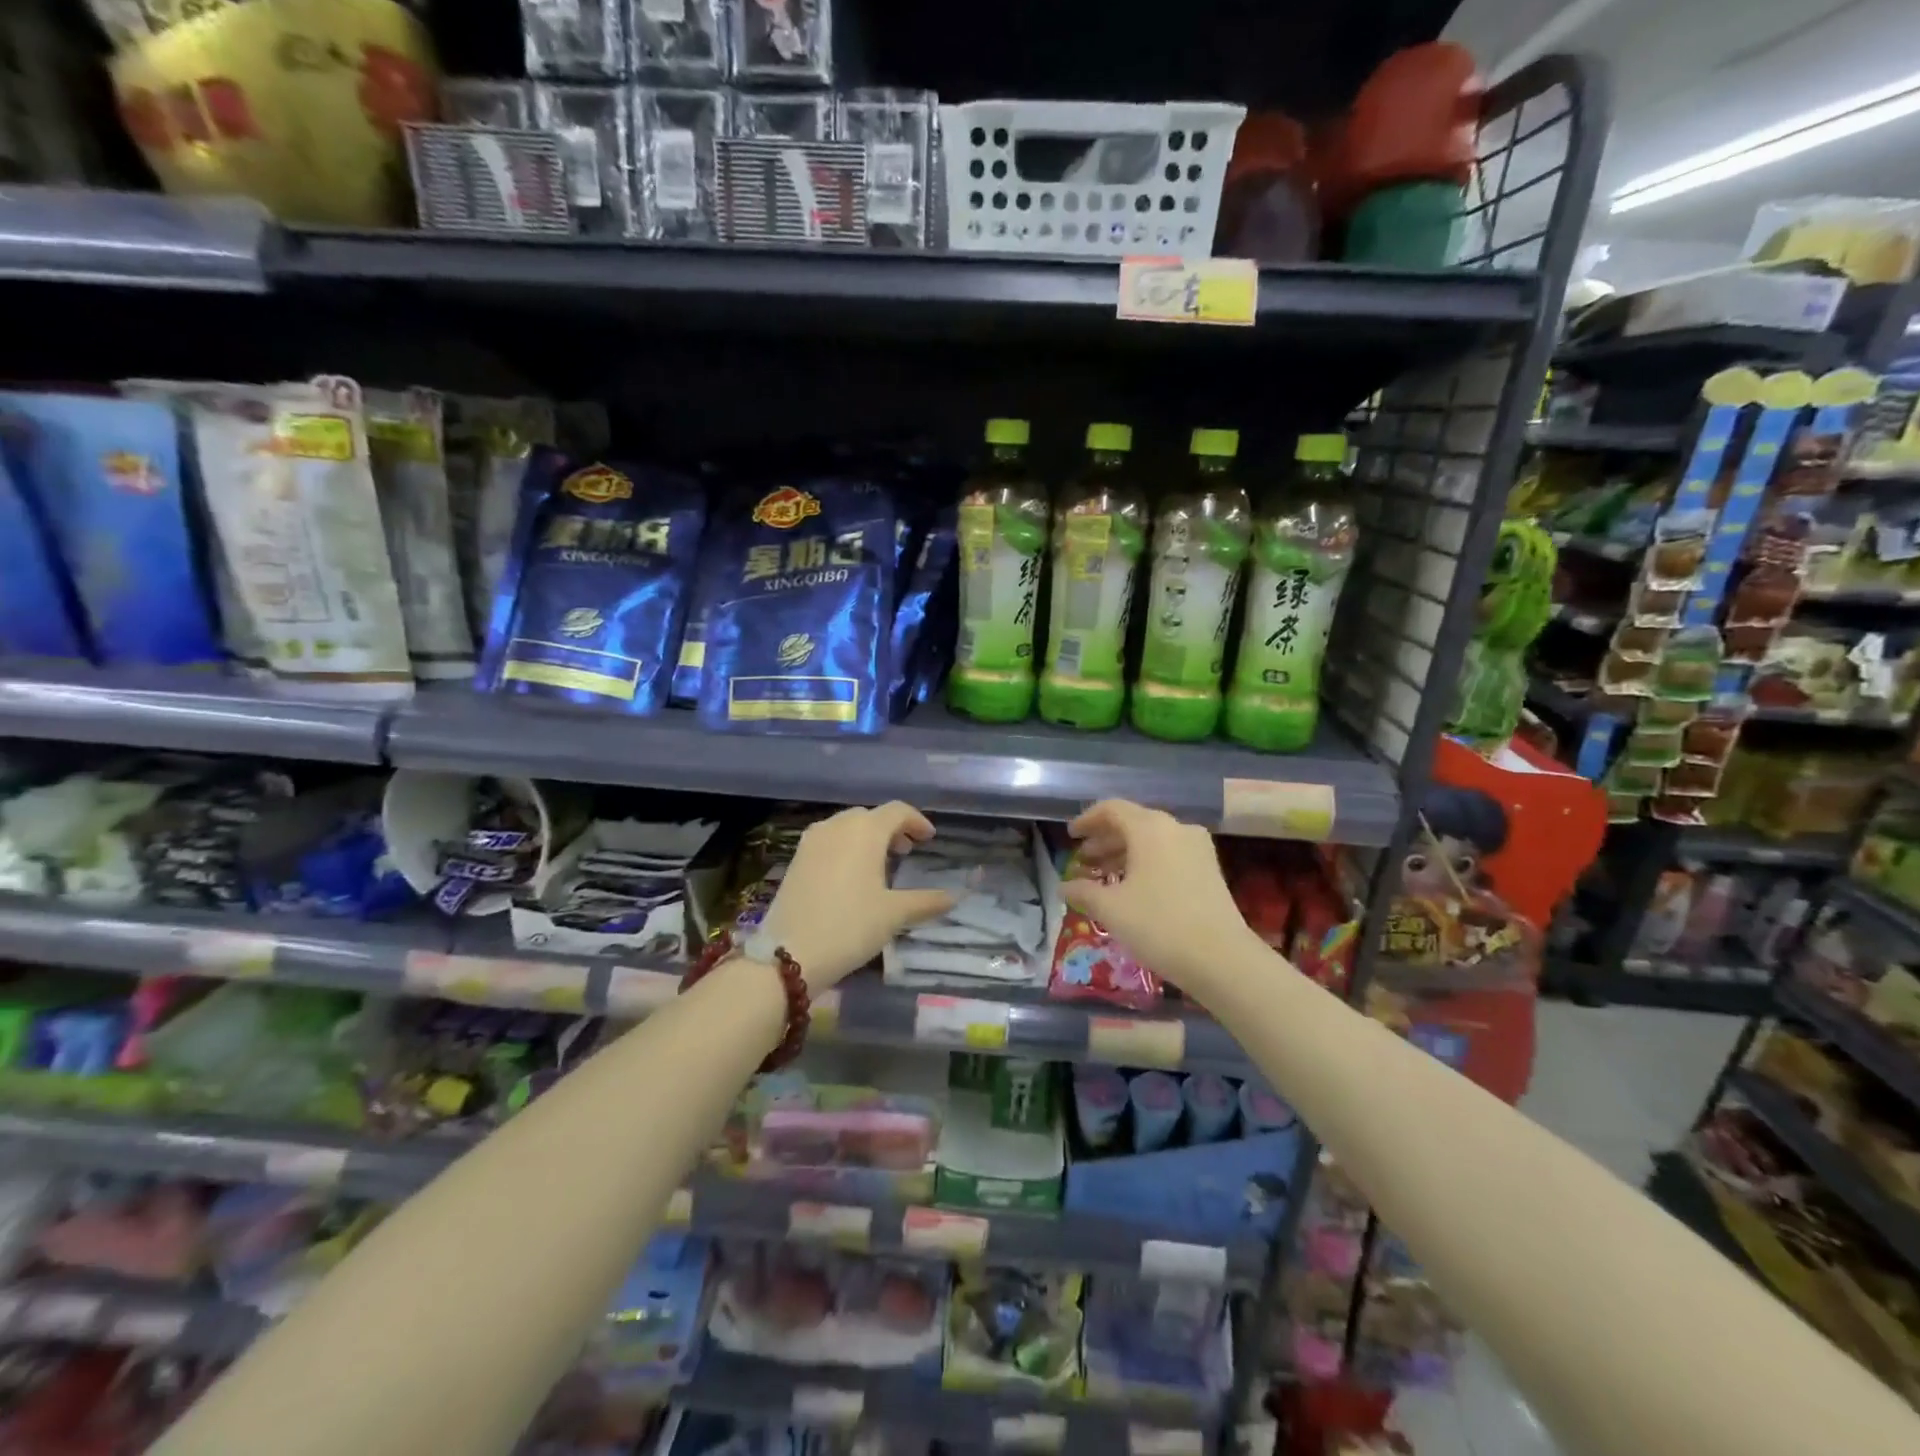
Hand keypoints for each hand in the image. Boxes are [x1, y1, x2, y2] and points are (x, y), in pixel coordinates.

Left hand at [757, 802, 955, 991]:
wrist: (788, 953)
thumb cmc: (850, 926)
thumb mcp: (893, 915)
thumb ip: (926, 901)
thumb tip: (953, 897)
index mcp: (865, 831)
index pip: (897, 811)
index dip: (917, 821)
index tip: (929, 838)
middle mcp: (837, 826)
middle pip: (870, 816)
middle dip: (892, 829)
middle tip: (907, 852)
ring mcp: (812, 841)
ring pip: (846, 827)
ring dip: (867, 837)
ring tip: (880, 863)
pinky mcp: (796, 858)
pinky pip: (828, 840)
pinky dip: (845, 847)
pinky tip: (850, 874)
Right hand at [1062, 799, 1255, 995]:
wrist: (1222, 959)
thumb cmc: (1159, 925)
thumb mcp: (1111, 909)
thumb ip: (1083, 891)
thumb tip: (1063, 887)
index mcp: (1150, 828)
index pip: (1112, 809)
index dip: (1087, 820)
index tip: (1071, 837)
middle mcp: (1175, 828)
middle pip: (1133, 822)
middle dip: (1104, 840)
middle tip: (1083, 860)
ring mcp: (1197, 848)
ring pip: (1152, 840)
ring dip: (1125, 853)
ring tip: (1104, 876)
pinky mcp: (1209, 870)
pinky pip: (1169, 854)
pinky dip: (1146, 863)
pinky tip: (1134, 888)